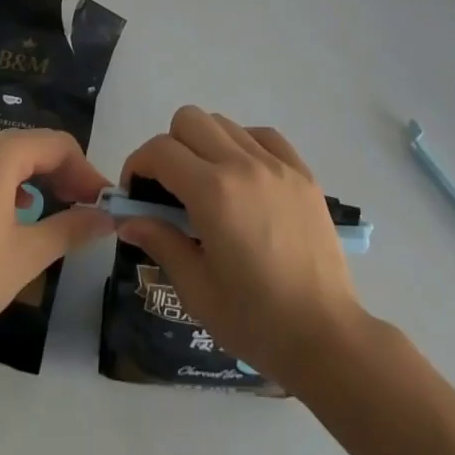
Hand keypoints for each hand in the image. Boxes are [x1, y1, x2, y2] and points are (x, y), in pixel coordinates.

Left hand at [0, 130, 115, 358]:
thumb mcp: (27, 255)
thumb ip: (71, 228)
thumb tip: (106, 218)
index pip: (57, 145)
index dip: (85, 170)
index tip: (102, 203)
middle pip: (33, 145)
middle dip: (64, 173)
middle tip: (85, 208)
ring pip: (9, 157)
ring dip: (38, 178)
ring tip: (56, 212)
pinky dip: (9, 185)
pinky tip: (15, 217)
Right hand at [116, 106, 364, 391]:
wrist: (326, 335)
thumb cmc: (255, 321)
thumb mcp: (197, 290)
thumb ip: (161, 242)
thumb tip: (128, 219)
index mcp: (213, 193)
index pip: (161, 151)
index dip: (138, 165)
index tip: (136, 193)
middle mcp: (243, 164)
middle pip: (189, 119)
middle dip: (169, 147)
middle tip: (170, 189)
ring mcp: (276, 163)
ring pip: (225, 123)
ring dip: (205, 144)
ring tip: (209, 187)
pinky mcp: (302, 171)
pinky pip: (263, 135)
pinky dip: (244, 145)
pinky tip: (245, 180)